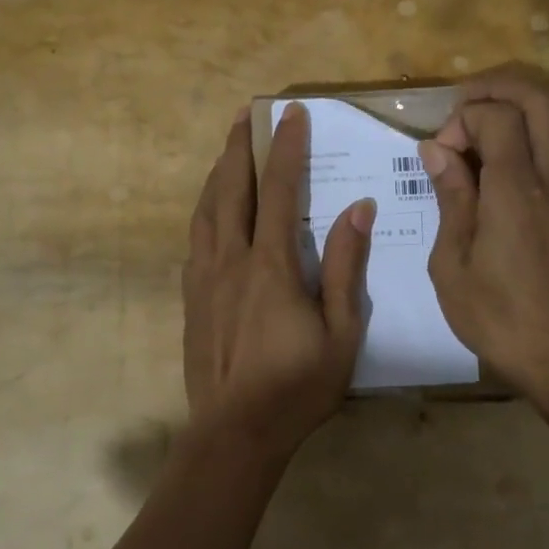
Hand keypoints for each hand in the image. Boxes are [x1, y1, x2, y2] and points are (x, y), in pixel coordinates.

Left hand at [182, 103, 374, 461]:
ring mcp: (204, 278)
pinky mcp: (191, 297)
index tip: (292, 114)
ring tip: (228, 150)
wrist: (234, 434)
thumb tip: (357, 209)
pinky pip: (195, 238)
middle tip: (247, 114)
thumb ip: (347, 268)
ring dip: (217, 173)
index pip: (279, 191)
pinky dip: (204, 210)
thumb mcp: (341, 333)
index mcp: (271, 266)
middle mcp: (231, 260)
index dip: (286, 148)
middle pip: (231, 189)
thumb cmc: (297, 386)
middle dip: (240, 146)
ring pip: (206, 209)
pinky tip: (210, 210)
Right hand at [421, 66, 548, 425]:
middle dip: (497, 88)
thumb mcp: (452, 262)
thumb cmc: (497, 316)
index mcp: (515, 190)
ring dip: (524, 103)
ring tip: (488, 120)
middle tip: (463, 106)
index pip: (497, 116)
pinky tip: (510, 155)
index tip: (439, 155)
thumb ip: (450, 197)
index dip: (462, 120)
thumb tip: (436, 150)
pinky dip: (539, 129)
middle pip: (539, 99)